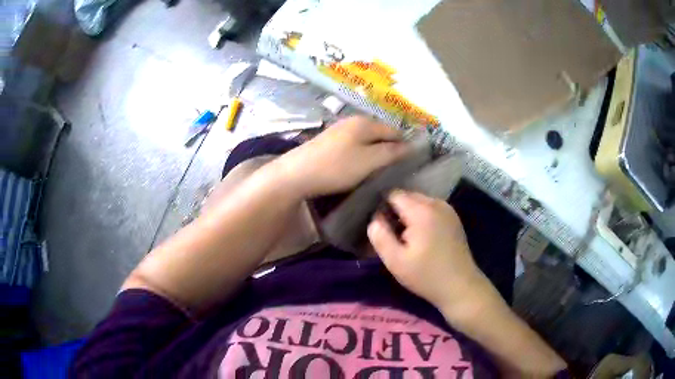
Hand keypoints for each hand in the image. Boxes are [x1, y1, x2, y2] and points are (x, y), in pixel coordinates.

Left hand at [278, 116, 409, 196]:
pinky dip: (361, 154)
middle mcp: (353, 121)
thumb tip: (411, 146)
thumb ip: (391, 152)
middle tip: (394, 170)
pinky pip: (354, 144)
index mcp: (366, 122)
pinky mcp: (329, 141)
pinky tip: (358, 166)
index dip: (405, 146)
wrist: (296, 173)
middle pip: (380, 133)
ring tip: (378, 170)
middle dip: (389, 149)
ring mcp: (339, 130)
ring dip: (375, 152)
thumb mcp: (369, 161)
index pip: (394, 131)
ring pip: (366, 139)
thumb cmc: (336, 167)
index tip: (410, 164)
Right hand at [367, 190, 491, 314]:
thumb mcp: (396, 261)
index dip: (383, 208)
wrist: (460, 286)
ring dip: (409, 215)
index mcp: (422, 211)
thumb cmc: (426, 276)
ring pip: (419, 202)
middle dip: (396, 211)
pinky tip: (422, 238)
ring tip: (406, 238)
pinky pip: (431, 209)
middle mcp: (436, 203)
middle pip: (408, 196)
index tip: (382, 227)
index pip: (394, 194)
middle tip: (393, 236)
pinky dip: (422, 217)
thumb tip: (374, 219)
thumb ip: (380, 237)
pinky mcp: (453, 218)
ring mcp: (448, 209)